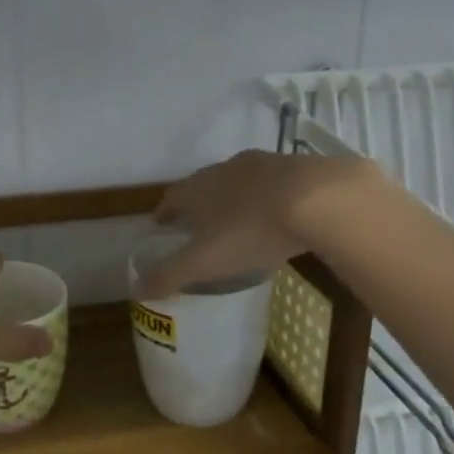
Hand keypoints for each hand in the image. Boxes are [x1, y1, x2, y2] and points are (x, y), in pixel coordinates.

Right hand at [134, 150, 380, 298]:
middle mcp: (226, 169)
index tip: (160, 223)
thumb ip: (170, 275)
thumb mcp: (204, 261)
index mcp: (198, 188)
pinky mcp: (298, 168)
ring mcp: (264, 164)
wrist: (318, 200)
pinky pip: (274, 184)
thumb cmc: (250, 230)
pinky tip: (279, 214)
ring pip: (240, 181)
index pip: (172, 197)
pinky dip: (269, 198)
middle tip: (198, 223)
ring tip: (237, 219)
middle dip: (199, 202)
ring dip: (234, 197)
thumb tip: (135, 289)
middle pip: (204, 184)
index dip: (164, 211)